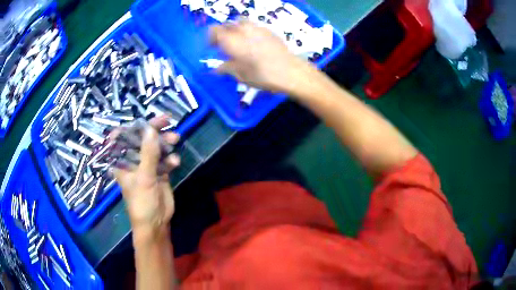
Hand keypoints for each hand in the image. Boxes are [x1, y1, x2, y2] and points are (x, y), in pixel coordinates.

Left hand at [113, 116, 180, 240]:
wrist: (156, 223)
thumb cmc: (142, 202)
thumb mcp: (144, 177)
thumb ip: (148, 153)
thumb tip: (151, 129)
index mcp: (122, 162)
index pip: (121, 138)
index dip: (130, 127)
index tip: (143, 119)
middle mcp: (133, 161)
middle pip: (141, 139)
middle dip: (153, 130)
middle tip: (167, 120)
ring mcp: (147, 166)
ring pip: (155, 147)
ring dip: (165, 142)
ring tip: (176, 139)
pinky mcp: (159, 172)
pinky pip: (164, 159)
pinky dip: (170, 158)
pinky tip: (175, 162)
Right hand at [209, 20, 315, 93]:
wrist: (291, 71)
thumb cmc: (264, 76)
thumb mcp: (242, 76)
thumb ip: (227, 68)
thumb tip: (216, 69)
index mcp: (233, 41)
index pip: (215, 31)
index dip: (211, 37)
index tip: (212, 47)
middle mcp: (244, 30)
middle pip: (227, 25)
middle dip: (223, 33)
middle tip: (225, 46)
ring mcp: (257, 28)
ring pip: (241, 22)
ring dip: (235, 29)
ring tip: (239, 42)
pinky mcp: (269, 30)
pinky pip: (253, 26)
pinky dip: (248, 31)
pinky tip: (253, 42)